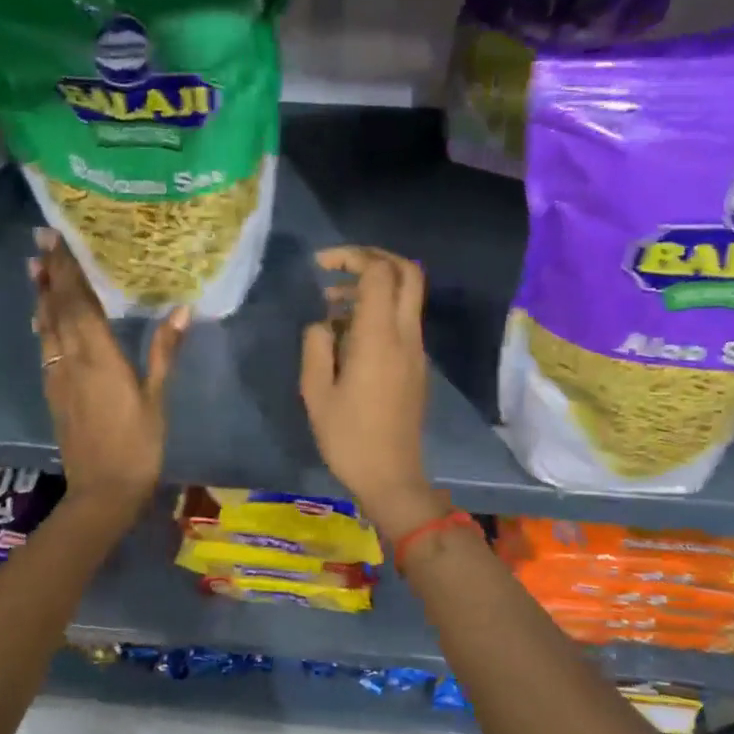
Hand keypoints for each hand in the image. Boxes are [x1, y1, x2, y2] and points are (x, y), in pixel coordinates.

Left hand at [30, 227, 187, 521]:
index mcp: (98, 356)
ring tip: (36, 268)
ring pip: (46, 326)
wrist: (102, 491)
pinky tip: (43, 317)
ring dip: (41, 295)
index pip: (79, 302)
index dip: (68, 270)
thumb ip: (164, 352)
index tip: (57, 240)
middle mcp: (71, 358)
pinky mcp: (53, 392)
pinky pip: (45, 347)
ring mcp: (57, 375)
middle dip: (50, 273)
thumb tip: (183, 310)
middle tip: (41, 240)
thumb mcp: (157, 398)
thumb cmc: (138, 445)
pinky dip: (43, 324)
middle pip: (57, 307)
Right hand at [299, 246, 436, 536]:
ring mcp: (416, 351)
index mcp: (379, 338)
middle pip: (407, 273)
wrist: (391, 476)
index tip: (321, 266)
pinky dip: (380, 310)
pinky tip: (348, 334)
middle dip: (374, 258)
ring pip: (407, 297)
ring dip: (375, 287)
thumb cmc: (348, 437)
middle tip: (339, 266)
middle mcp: (406, 336)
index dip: (352, 257)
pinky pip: (403, 321)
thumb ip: (316, 346)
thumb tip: (324, 324)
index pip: (379, 273)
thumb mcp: (316, 392)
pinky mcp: (417, 366)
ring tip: (332, 305)